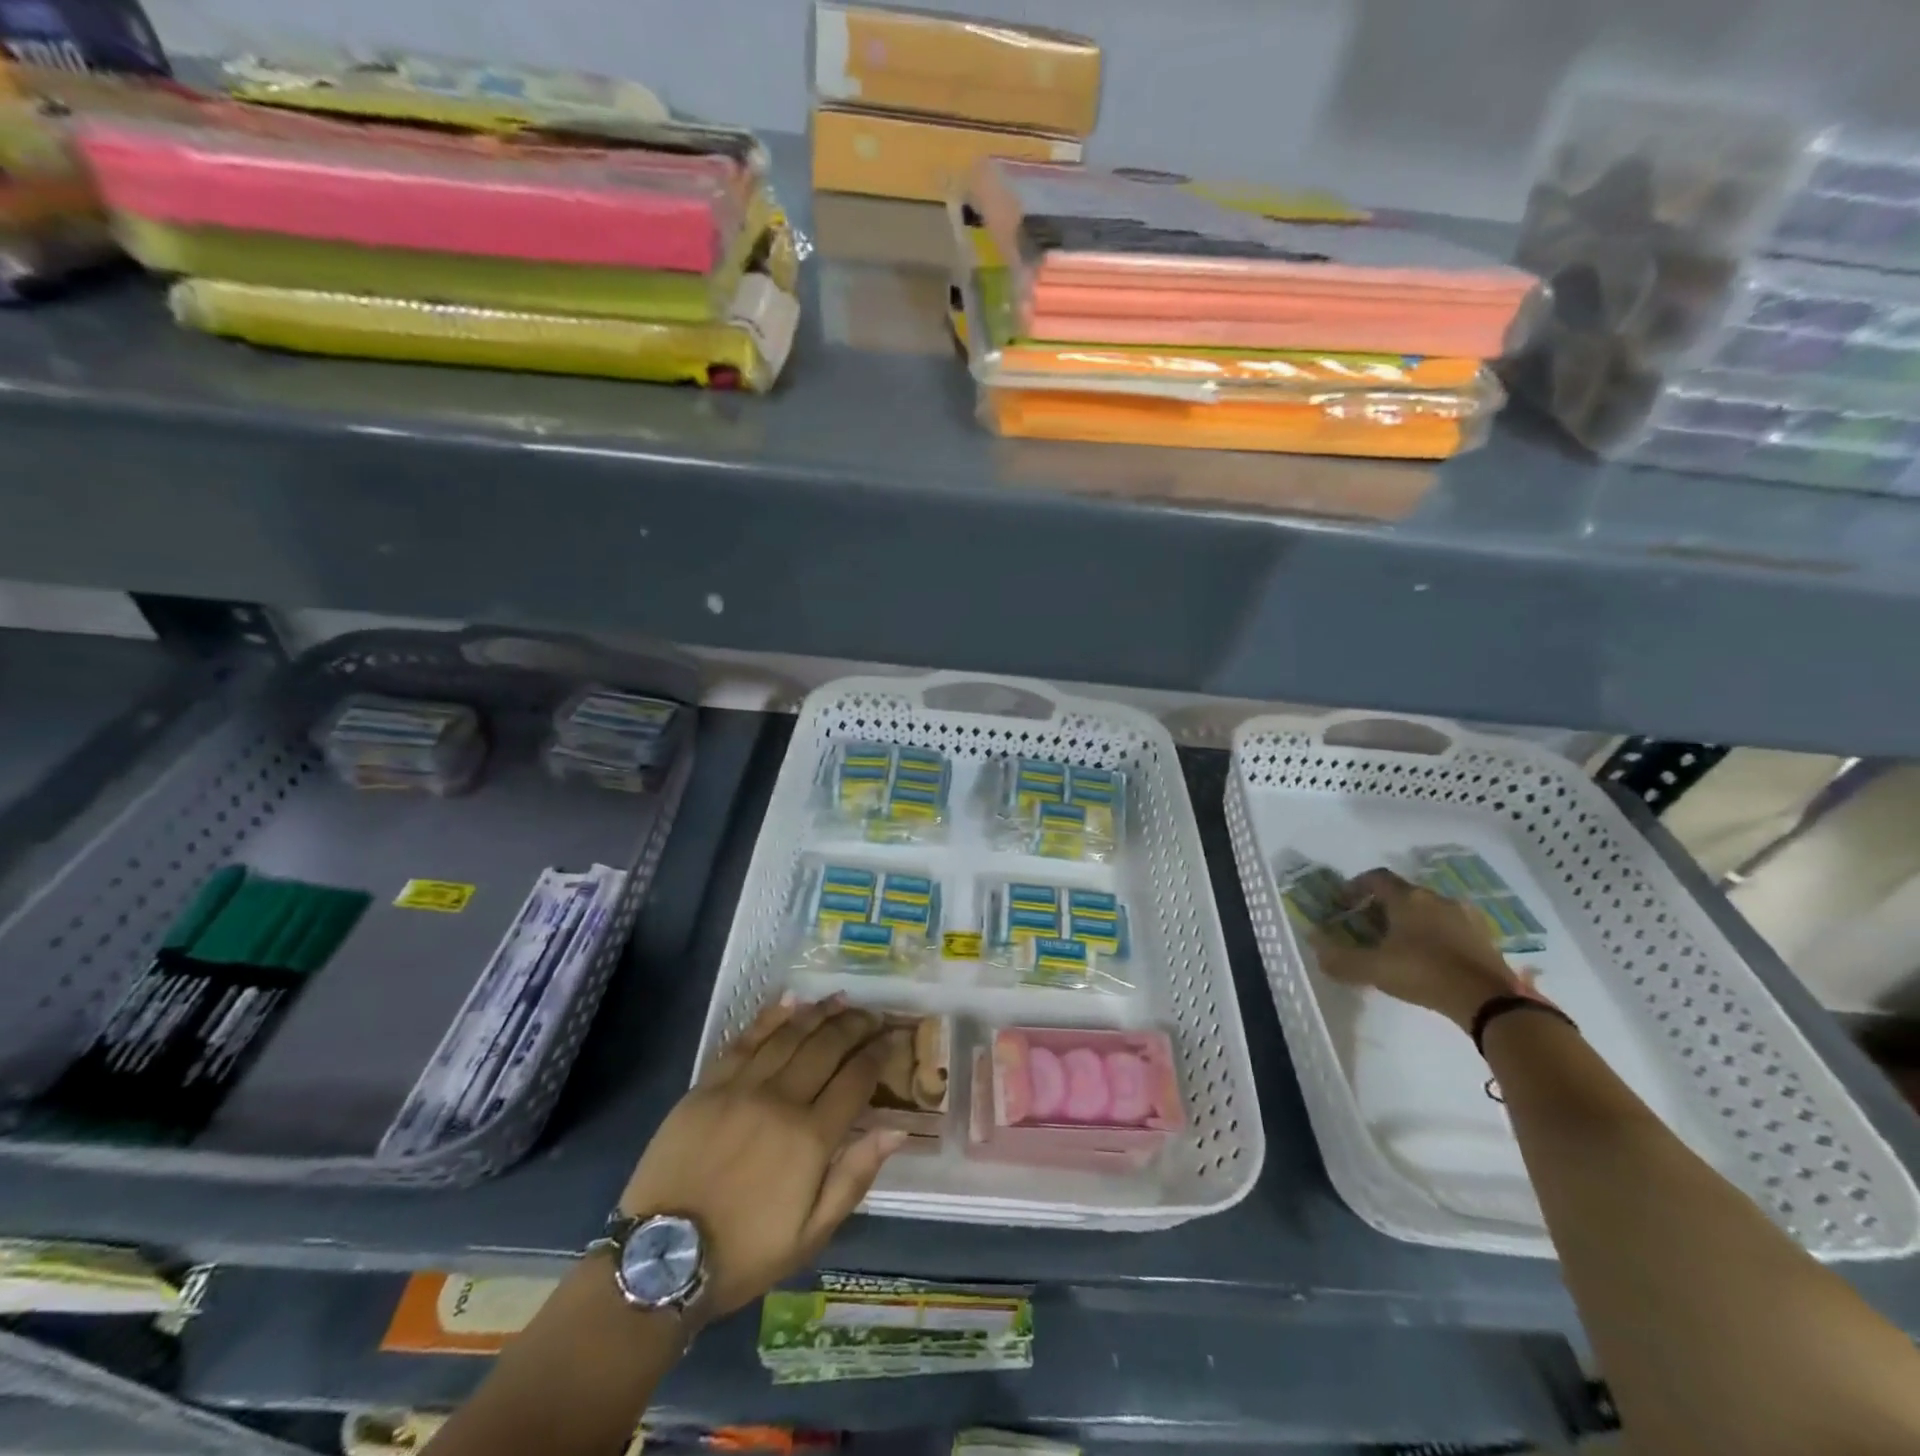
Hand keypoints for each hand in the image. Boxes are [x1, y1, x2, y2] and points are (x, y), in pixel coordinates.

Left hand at [618, 996, 903, 1320]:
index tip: (892, 1037)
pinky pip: (746, 1039)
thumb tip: (897, 1129)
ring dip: (819, 1013)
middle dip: (855, 1026)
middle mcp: (781, 1101)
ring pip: (790, 1035)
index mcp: (810, 1138)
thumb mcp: (811, 1234)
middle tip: (872, 1015)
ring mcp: (741, 1088)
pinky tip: (790, 1001)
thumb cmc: (744, 1253)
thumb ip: (854, 1176)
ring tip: (840, 1000)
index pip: (856, 1079)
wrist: (662, 1260)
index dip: (878, 1053)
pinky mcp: (708, 1085)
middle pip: (827, 1047)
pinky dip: (771, 1016)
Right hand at [1307, 868, 1534, 1031]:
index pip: (1376, 878)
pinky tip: (1427, 959)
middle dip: (1380, 907)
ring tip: (1396, 945)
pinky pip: (1448, 927)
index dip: (1355, 887)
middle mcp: (1436, 898)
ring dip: (1408, 921)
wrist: (1489, 1000)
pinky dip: (1432, 935)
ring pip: (1427, 910)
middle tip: (1366, 928)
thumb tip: (1315, 947)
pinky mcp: (1483, 937)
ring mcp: (1464, 916)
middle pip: (1401, 893)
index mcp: (1407, 898)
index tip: (1343, 903)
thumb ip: (1340, 959)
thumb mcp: (1374, 969)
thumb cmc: (1424, 973)